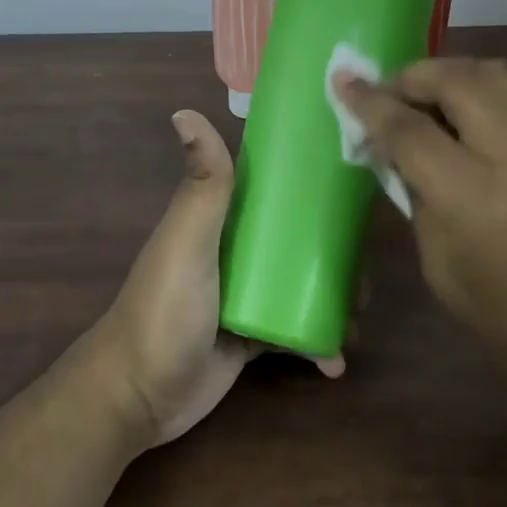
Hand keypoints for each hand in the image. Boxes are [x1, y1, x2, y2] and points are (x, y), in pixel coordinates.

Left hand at [86, 109, 340, 449]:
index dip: (309, 182)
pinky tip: (335, 359)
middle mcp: (234, 251)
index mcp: (220, 219)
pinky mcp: (250, 338)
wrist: (139, 396)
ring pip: (300, 284)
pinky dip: (316, 342)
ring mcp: (244, 295)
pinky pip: (293, 331)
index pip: (270, 188)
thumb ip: (202, 185)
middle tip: (367, 268)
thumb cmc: (166, 309)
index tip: (354, 182)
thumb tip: (185, 111)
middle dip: (333, 251)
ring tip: (361, 315)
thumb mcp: (187, 241)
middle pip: (294, 239)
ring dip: (333, 296)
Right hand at [334, 59, 506, 411]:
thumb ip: (414, 190)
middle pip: (456, 80)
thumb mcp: (435, 257)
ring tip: (422, 95)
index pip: (409, 128)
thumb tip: (391, 145)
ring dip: (448, 73)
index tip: (343, 83)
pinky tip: (460, 114)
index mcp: (472, 195)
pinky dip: (477, 89)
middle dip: (412, 76)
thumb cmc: (498, 310)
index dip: (370, 103)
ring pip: (492, 72)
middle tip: (387, 92)